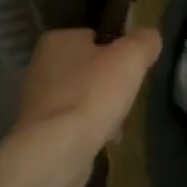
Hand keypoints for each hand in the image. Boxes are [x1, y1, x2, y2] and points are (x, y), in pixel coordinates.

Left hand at [0, 28, 162, 186]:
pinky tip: (104, 139)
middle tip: (127, 96)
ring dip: (103, 108)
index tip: (132, 69)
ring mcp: (37, 100)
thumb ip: (144, 41)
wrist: (58, 150)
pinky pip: (74, 122)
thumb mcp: (131, 57)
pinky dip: (91, 129)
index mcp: (57, 41)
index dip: (118, 51)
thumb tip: (149, 38)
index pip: (95, 37)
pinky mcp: (40, 130)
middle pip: (90, 69)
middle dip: (111, 84)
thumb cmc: (93, 94)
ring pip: (83, 97)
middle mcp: (41, 66)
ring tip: (118, 122)